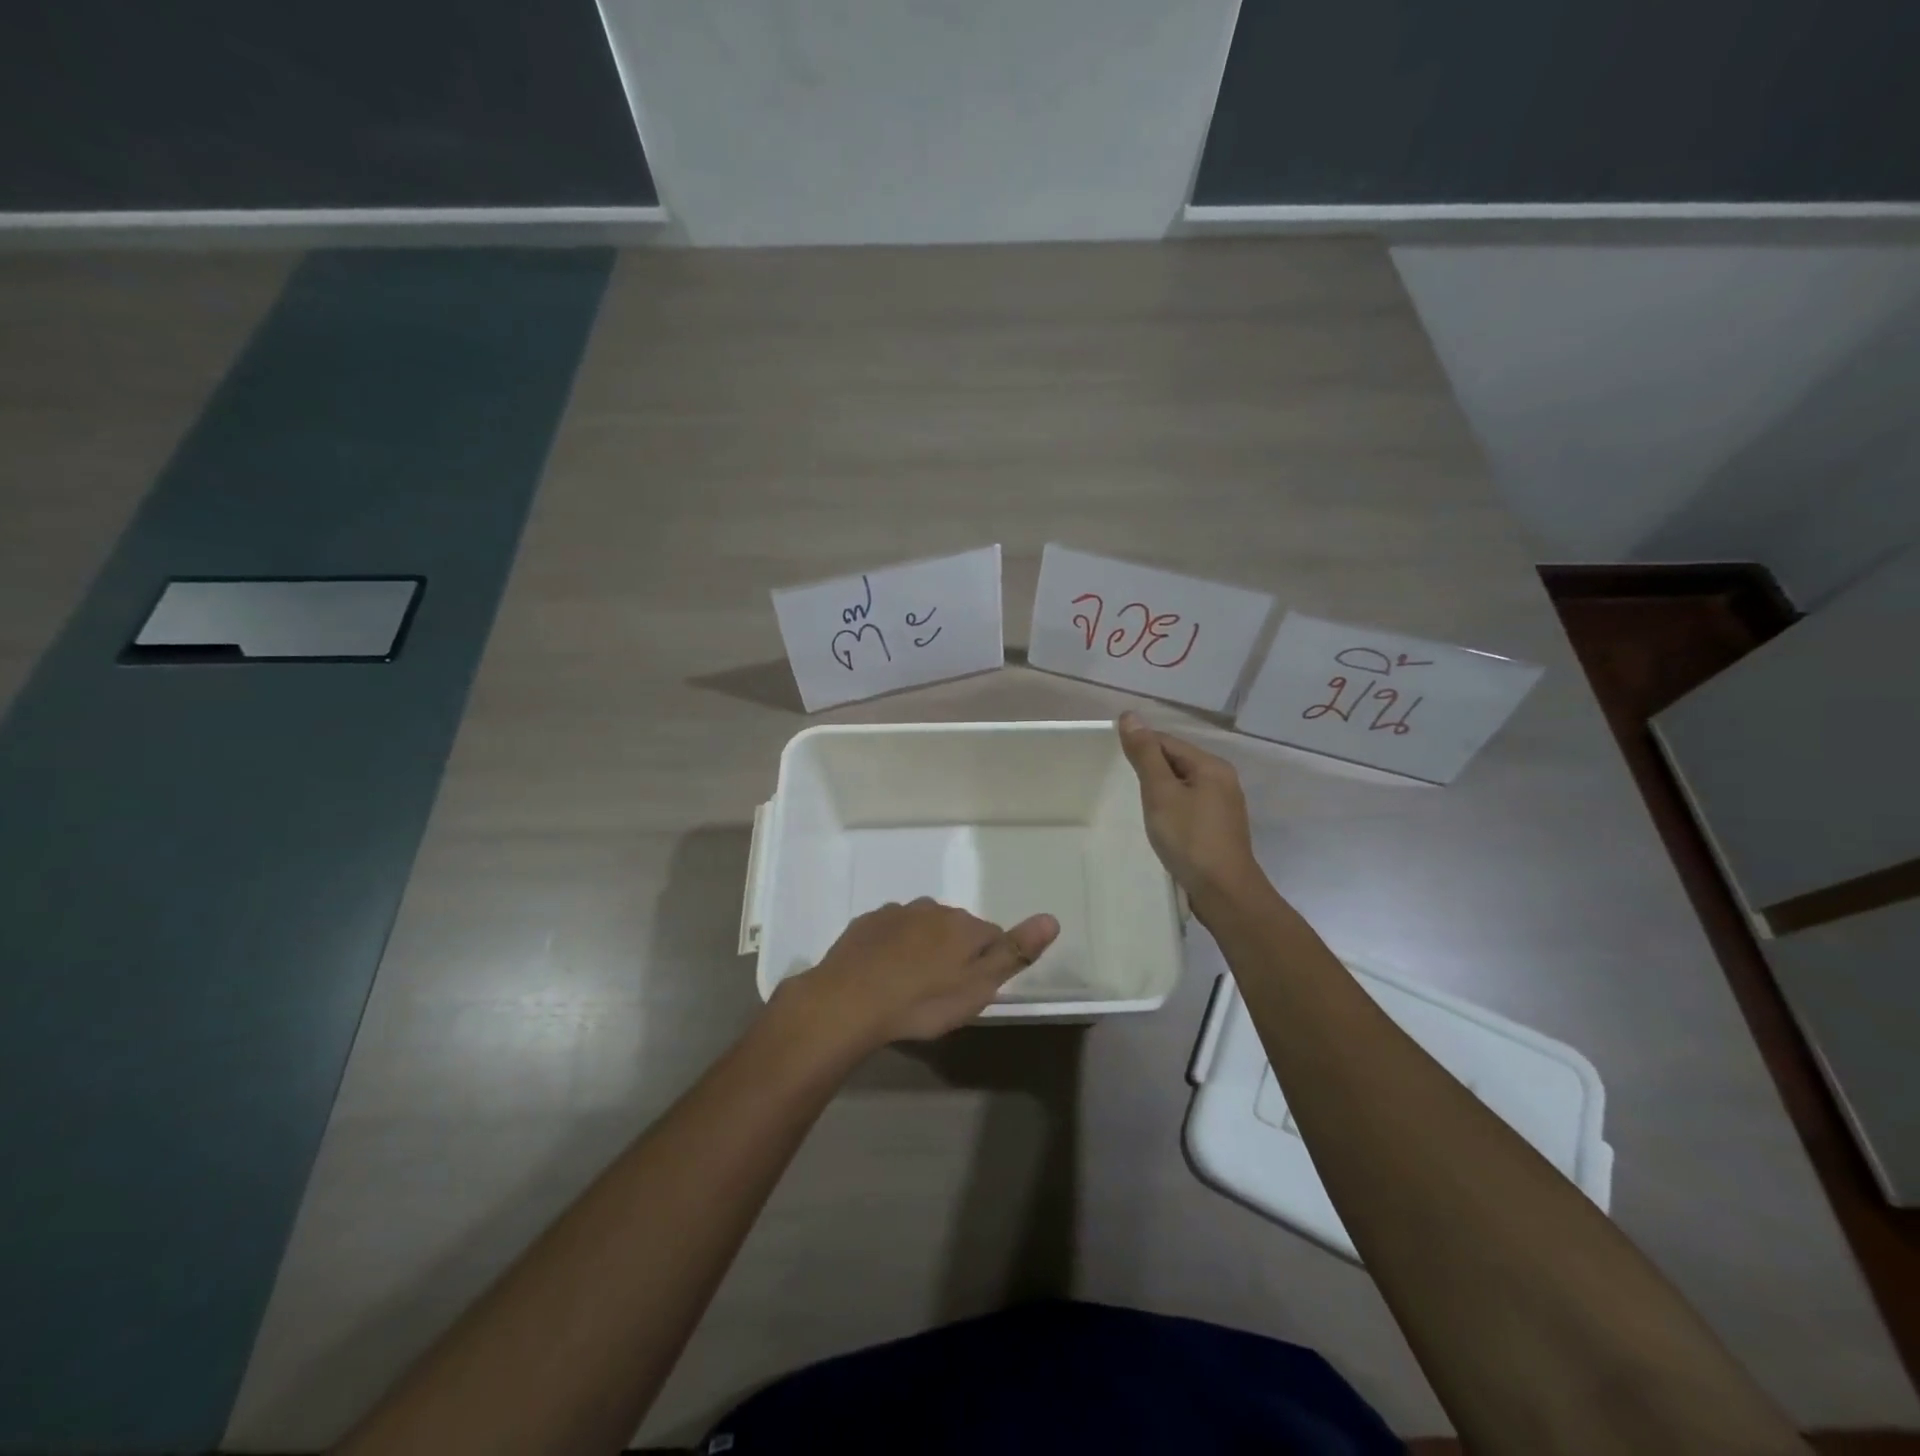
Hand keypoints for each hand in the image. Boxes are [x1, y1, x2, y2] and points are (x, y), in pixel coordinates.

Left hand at [776, 899, 1059, 1050]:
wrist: (849, 1001)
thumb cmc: (922, 1001)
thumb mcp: (978, 987)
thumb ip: (1015, 952)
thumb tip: (1052, 918)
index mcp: (964, 925)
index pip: (992, 936)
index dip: (988, 962)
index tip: (974, 989)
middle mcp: (933, 908)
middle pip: (956, 928)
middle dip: (954, 951)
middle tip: (941, 991)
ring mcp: (897, 913)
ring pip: (922, 927)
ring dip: (923, 947)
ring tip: (911, 983)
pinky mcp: (867, 923)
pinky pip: (891, 931)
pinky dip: (893, 946)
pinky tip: (883, 973)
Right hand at [1116, 711, 1259, 905]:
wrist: (1223, 892)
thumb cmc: (1189, 838)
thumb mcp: (1161, 793)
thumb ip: (1145, 755)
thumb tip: (1130, 716)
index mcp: (1211, 766)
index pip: (1167, 742)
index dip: (1140, 746)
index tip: (1112, 759)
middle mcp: (1222, 780)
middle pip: (1177, 762)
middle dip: (1150, 769)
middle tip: (1120, 783)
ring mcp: (1223, 806)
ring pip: (1183, 785)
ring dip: (1160, 790)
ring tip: (1136, 803)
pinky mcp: (1219, 828)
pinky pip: (1189, 805)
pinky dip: (1171, 808)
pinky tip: (1159, 823)